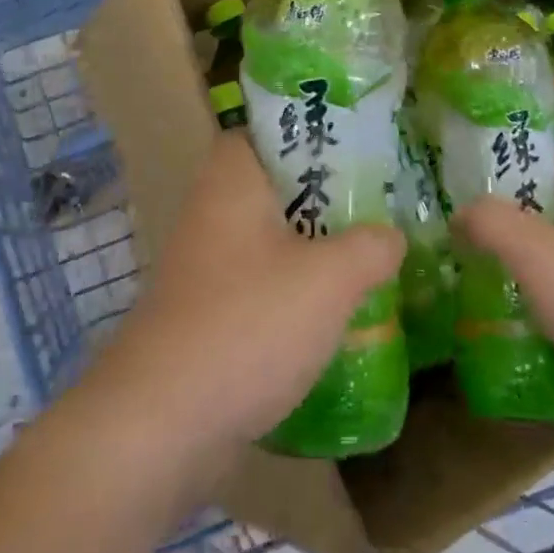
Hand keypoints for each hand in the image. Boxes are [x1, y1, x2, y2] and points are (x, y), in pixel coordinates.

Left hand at [82, 132, 403, 476]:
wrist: (163, 423)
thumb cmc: (249, 324)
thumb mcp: (330, 279)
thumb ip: (371, 246)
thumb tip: (390, 236)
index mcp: (232, 182)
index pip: (265, 130)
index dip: (309, 131)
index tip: (358, 145)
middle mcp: (211, 214)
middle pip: (275, 187)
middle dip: (326, 195)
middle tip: (379, 202)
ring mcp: (204, 267)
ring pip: (270, 239)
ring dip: (314, 248)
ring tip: (370, 255)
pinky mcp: (206, 314)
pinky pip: (260, 285)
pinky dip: (294, 291)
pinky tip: (335, 313)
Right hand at [457, 153, 553, 417]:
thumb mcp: (535, 251)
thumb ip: (491, 223)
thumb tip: (460, 214)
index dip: (525, 161)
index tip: (482, 177)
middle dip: (516, 214)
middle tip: (470, 225)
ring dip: (529, 260)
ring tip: (481, 267)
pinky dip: (547, 299)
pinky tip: (516, 313)